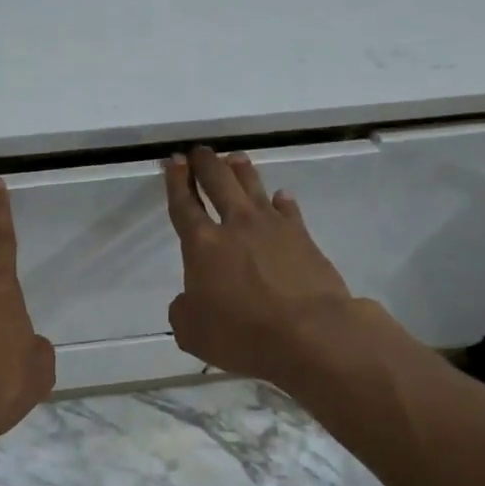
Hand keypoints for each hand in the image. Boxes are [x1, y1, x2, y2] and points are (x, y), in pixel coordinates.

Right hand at [163, 147, 378, 385]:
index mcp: (202, 244)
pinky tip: (280, 197)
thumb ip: (183, 309)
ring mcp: (272, 227)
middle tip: (199, 151)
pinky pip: (288, 210)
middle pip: (218, 182)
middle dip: (205, 163)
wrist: (311, 334)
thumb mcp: (192, 332)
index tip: (174, 161)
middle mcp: (235, 225)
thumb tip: (189, 299)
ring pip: (253, 187)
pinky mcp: (303, 237)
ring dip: (241, 170)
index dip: (176, 181)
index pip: (184, 204)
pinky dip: (281, 201)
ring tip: (234, 158)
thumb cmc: (243, 334)